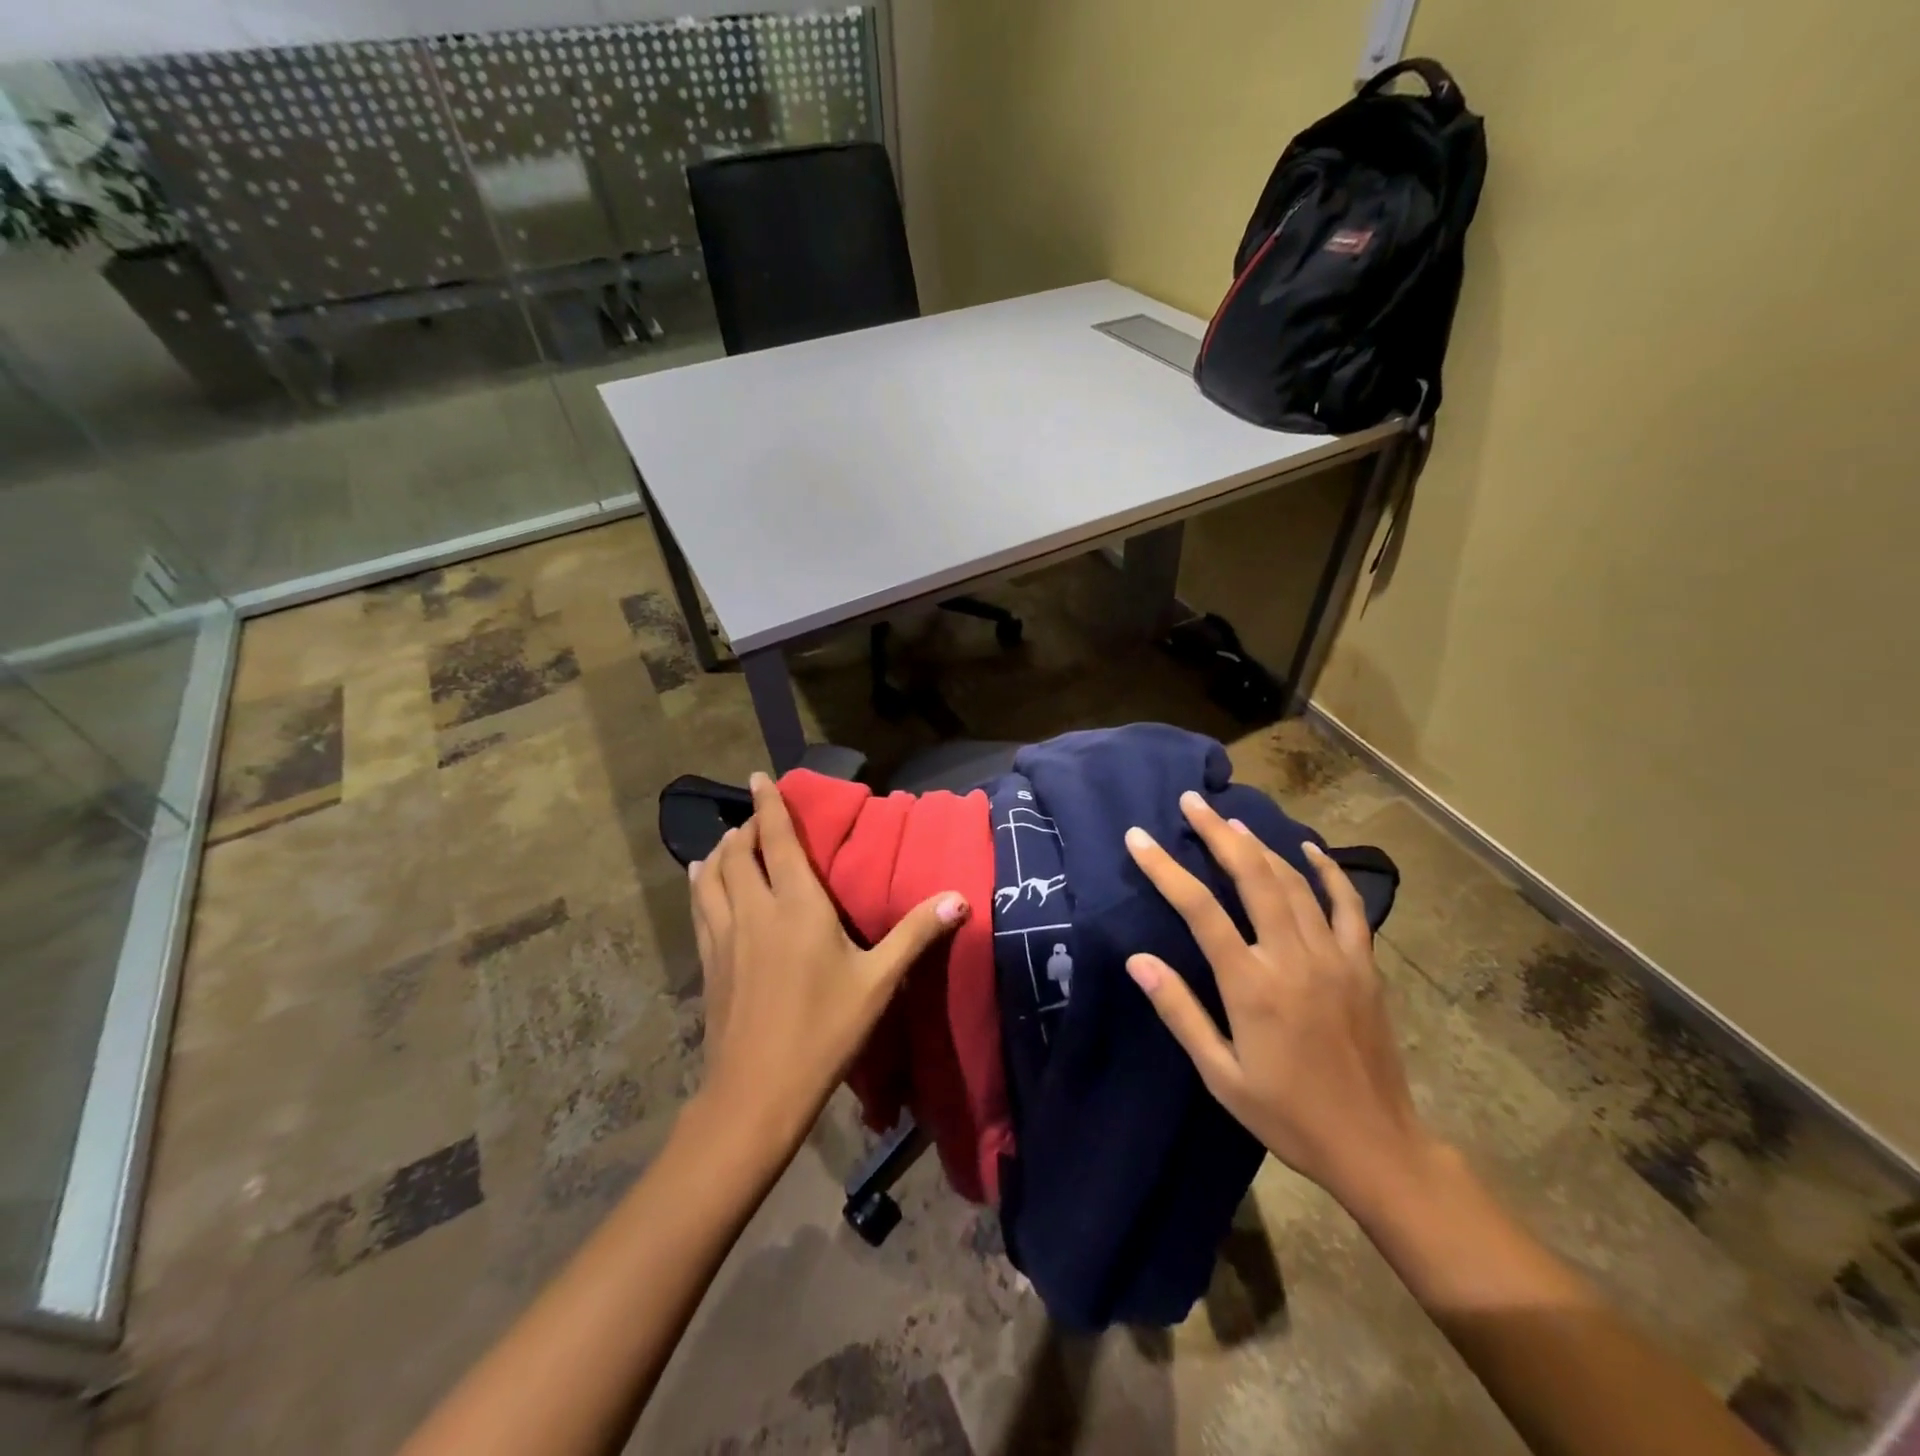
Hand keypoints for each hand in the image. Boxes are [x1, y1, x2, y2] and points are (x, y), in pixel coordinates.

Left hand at [689, 772, 969, 1147]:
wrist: (757, 1092)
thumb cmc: (825, 1031)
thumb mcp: (878, 982)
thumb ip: (915, 935)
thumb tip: (959, 898)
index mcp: (796, 906)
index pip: (777, 841)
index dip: (769, 806)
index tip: (758, 777)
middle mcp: (754, 910)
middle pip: (738, 853)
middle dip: (747, 826)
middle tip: (758, 816)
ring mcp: (724, 936)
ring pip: (710, 876)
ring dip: (719, 851)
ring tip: (728, 842)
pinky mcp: (709, 962)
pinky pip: (699, 907)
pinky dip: (700, 883)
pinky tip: (700, 883)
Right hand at [1123, 791, 1438, 1215]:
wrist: (1376, 1146)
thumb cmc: (1287, 1115)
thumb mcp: (1220, 1074)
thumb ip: (1180, 1011)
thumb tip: (1137, 960)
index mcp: (1252, 986)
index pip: (1200, 911)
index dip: (1165, 869)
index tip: (1139, 838)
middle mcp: (1292, 958)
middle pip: (1252, 877)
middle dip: (1218, 834)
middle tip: (1192, 802)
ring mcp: (1334, 957)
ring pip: (1293, 882)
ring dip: (1260, 845)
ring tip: (1232, 820)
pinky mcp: (1363, 965)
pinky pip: (1347, 905)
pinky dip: (1328, 871)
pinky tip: (1309, 849)